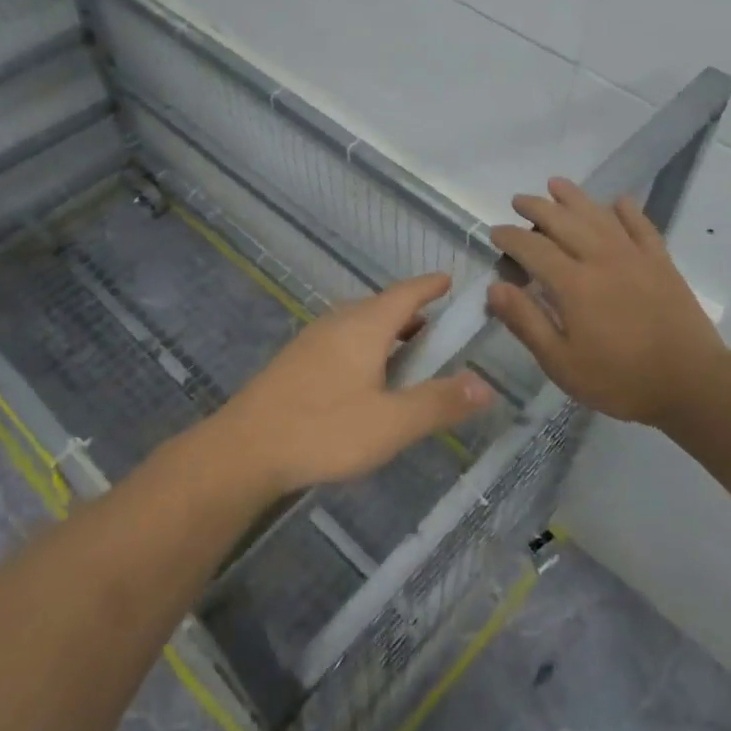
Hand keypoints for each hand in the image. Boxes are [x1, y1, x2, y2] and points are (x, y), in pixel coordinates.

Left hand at [205, 273, 494, 496]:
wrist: (244, 450)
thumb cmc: (324, 430)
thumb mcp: (391, 423)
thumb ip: (439, 403)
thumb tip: (486, 384)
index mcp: (365, 326)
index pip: (406, 293)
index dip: (431, 286)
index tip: (451, 281)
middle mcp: (338, 322)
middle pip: (383, 306)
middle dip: (413, 313)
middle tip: (440, 332)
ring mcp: (312, 340)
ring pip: (360, 324)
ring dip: (388, 333)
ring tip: (409, 357)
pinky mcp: (296, 361)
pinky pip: (342, 341)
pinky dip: (366, 348)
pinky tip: (366, 380)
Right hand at [489, 178, 727, 427]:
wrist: (691, 383)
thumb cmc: (619, 379)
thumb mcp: (561, 362)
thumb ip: (526, 321)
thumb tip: (494, 287)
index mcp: (573, 283)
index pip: (533, 248)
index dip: (510, 237)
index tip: (495, 232)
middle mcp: (601, 258)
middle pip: (564, 222)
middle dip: (537, 208)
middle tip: (519, 201)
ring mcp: (635, 257)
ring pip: (599, 215)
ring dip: (575, 197)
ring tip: (556, 184)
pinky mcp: (662, 263)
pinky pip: (642, 227)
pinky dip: (628, 211)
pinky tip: (618, 201)